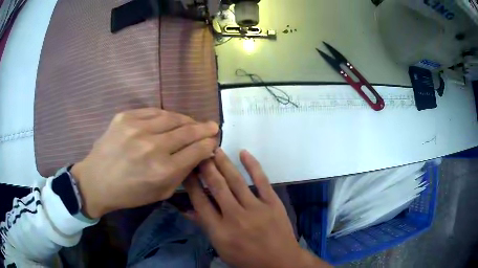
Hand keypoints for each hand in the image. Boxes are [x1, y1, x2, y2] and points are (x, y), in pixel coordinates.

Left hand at [71, 108, 218, 217]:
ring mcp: (137, 128)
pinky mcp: (125, 117)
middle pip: (187, 131)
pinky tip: (170, 119)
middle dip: (204, 128)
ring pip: (172, 117)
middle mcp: (152, 146)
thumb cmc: (129, 193)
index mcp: (163, 170)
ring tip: (193, 122)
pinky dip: (165, 115)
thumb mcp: (161, 193)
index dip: (208, 144)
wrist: (97, 181)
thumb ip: (182, 174)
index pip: (196, 150)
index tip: (213, 141)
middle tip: (213, 126)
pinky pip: (153, 111)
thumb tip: (197, 155)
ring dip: (186, 119)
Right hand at [184, 149, 329, 267]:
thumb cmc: (247, 259)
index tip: (187, 169)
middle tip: (199, 152)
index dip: (191, 183)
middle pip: (217, 186)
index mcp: (220, 231)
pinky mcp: (273, 203)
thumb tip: (188, 210)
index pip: (200, 201)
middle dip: (206, 167)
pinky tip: (244, 153)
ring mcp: (256, 209)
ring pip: (236, 180)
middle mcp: (235, 217)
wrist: (280, 261)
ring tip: (215, 149)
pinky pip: (262, 180)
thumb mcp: (222, 249)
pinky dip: (252, 165)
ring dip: (224, 163)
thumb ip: (205, 228)